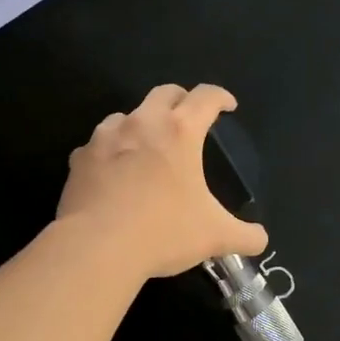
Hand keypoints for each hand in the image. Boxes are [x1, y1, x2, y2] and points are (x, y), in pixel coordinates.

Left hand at [58, 83, 269, 277]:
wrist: (97, 247)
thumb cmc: (163, 232)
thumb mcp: (215, 237)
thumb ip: (244, 235)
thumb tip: (260, 239)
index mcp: (180, 132)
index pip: (206, 97)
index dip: (221, 97)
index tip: (228, 106)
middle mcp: (142, 123)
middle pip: (164, 93)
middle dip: (181, 100)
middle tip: (189, 118)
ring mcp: (105, 138)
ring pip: (126, 115)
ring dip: (141, 123)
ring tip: (148, 146)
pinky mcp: (80, 158)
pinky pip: (98, 145)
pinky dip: (110, 151)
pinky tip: (114, 173)